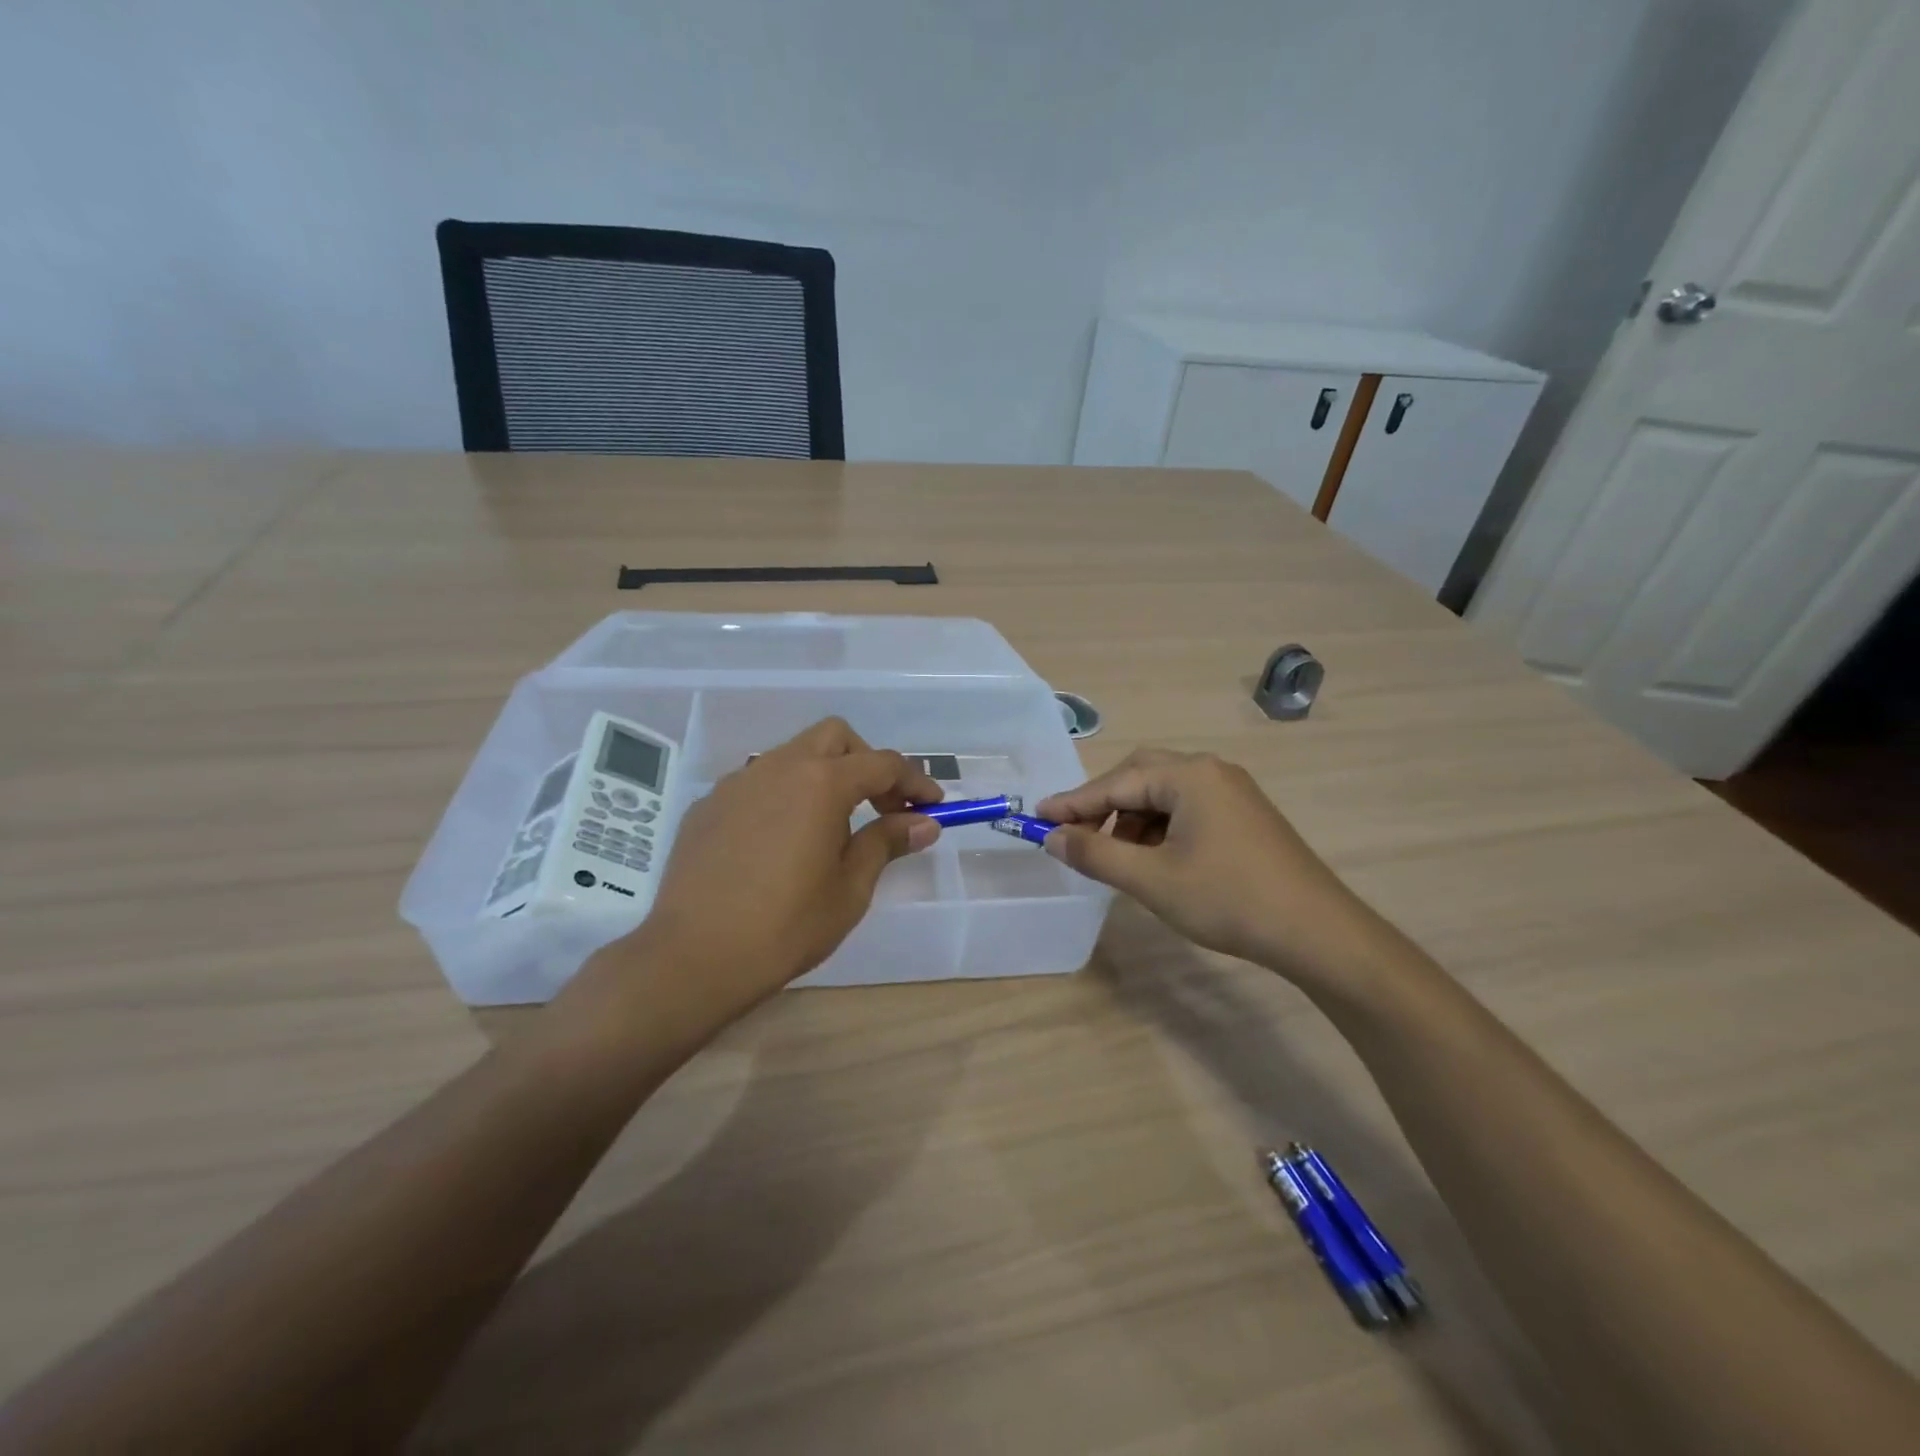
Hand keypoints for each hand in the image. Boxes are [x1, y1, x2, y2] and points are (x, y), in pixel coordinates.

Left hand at [612, 718, 942, 1024]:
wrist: (694, 956)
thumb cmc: (786, 926)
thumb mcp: (850, 888)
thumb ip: (886, 843)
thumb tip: (923, 823)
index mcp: (821, 783)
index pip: (882, 764)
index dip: (914, 781)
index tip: (932, 806)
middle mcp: (778, 767)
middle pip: (835, 738)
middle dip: (867, 762)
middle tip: (882, 806)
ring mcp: (737, 783)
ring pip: (792, 755)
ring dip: (823, 776)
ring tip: (831, 826)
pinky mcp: (709, 805)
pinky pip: (758, 784)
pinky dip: (784, 796)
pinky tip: (781, 842)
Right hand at [1036, 749, 1390, 985]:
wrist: (1318, 932)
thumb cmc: (1228, 899)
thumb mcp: (1152, 879)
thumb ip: (1096, 854)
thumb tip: (1053, 836)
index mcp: (1189, 775)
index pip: (1116, 782)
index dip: (1073, 803)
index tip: (1038, 818)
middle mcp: (1211, 771)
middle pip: (1140, 776)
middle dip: (1105, 806)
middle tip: (1078, 837)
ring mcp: (1233, 791)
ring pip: (1164, 794)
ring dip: (1133, 820)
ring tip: (1119, 859)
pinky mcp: (1245, 815)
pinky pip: (1188, 808)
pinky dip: (1161, 828)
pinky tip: (1156, 860)